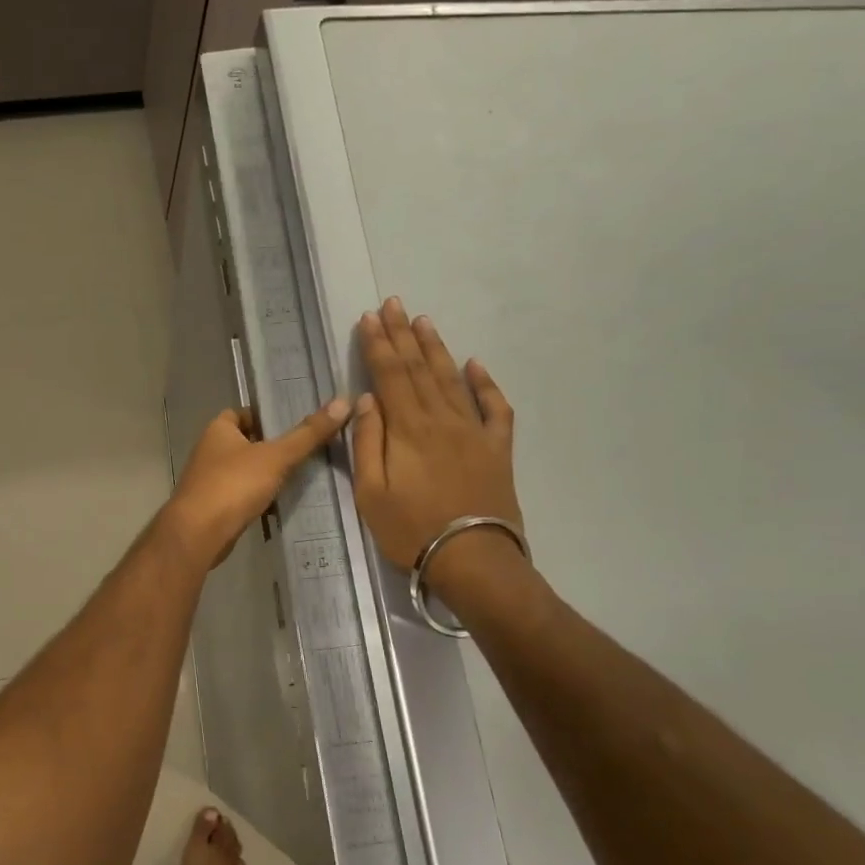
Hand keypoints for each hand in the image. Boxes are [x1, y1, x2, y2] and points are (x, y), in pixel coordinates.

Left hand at [163, 400, 352, 568]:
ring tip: (299, 476)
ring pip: (242, 470)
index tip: (294, 423)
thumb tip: (342, 402)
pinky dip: (257, 497)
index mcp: (218, 430)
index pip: (242, 413)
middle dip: (270, 447)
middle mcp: (209, 450)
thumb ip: (307, 434)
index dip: (265, 416)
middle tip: (305, 450)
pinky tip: (279, 503)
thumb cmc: (233, 485)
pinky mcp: (212, 506)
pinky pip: (239, 495)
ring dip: (264, 474)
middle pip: (244, 442)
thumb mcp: (276, 457)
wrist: (198, 533)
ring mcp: (208, 480)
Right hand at [351, 298, 522, 595]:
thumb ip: (367, 442)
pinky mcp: (497, 449)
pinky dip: (486, 384)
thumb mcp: (371, 492)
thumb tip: (368, 399)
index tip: (369, 318)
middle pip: (419, 369)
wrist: (473, 560)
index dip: (378, 345)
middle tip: (394, 304)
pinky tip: (476, 365)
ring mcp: (473, 432)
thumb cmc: (410, 529)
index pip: (389, 375)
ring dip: (436, 349)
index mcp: (407, 429)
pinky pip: (495, 409)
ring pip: (451, 380)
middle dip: (403, 335)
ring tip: (424, 321)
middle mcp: (441, 419)